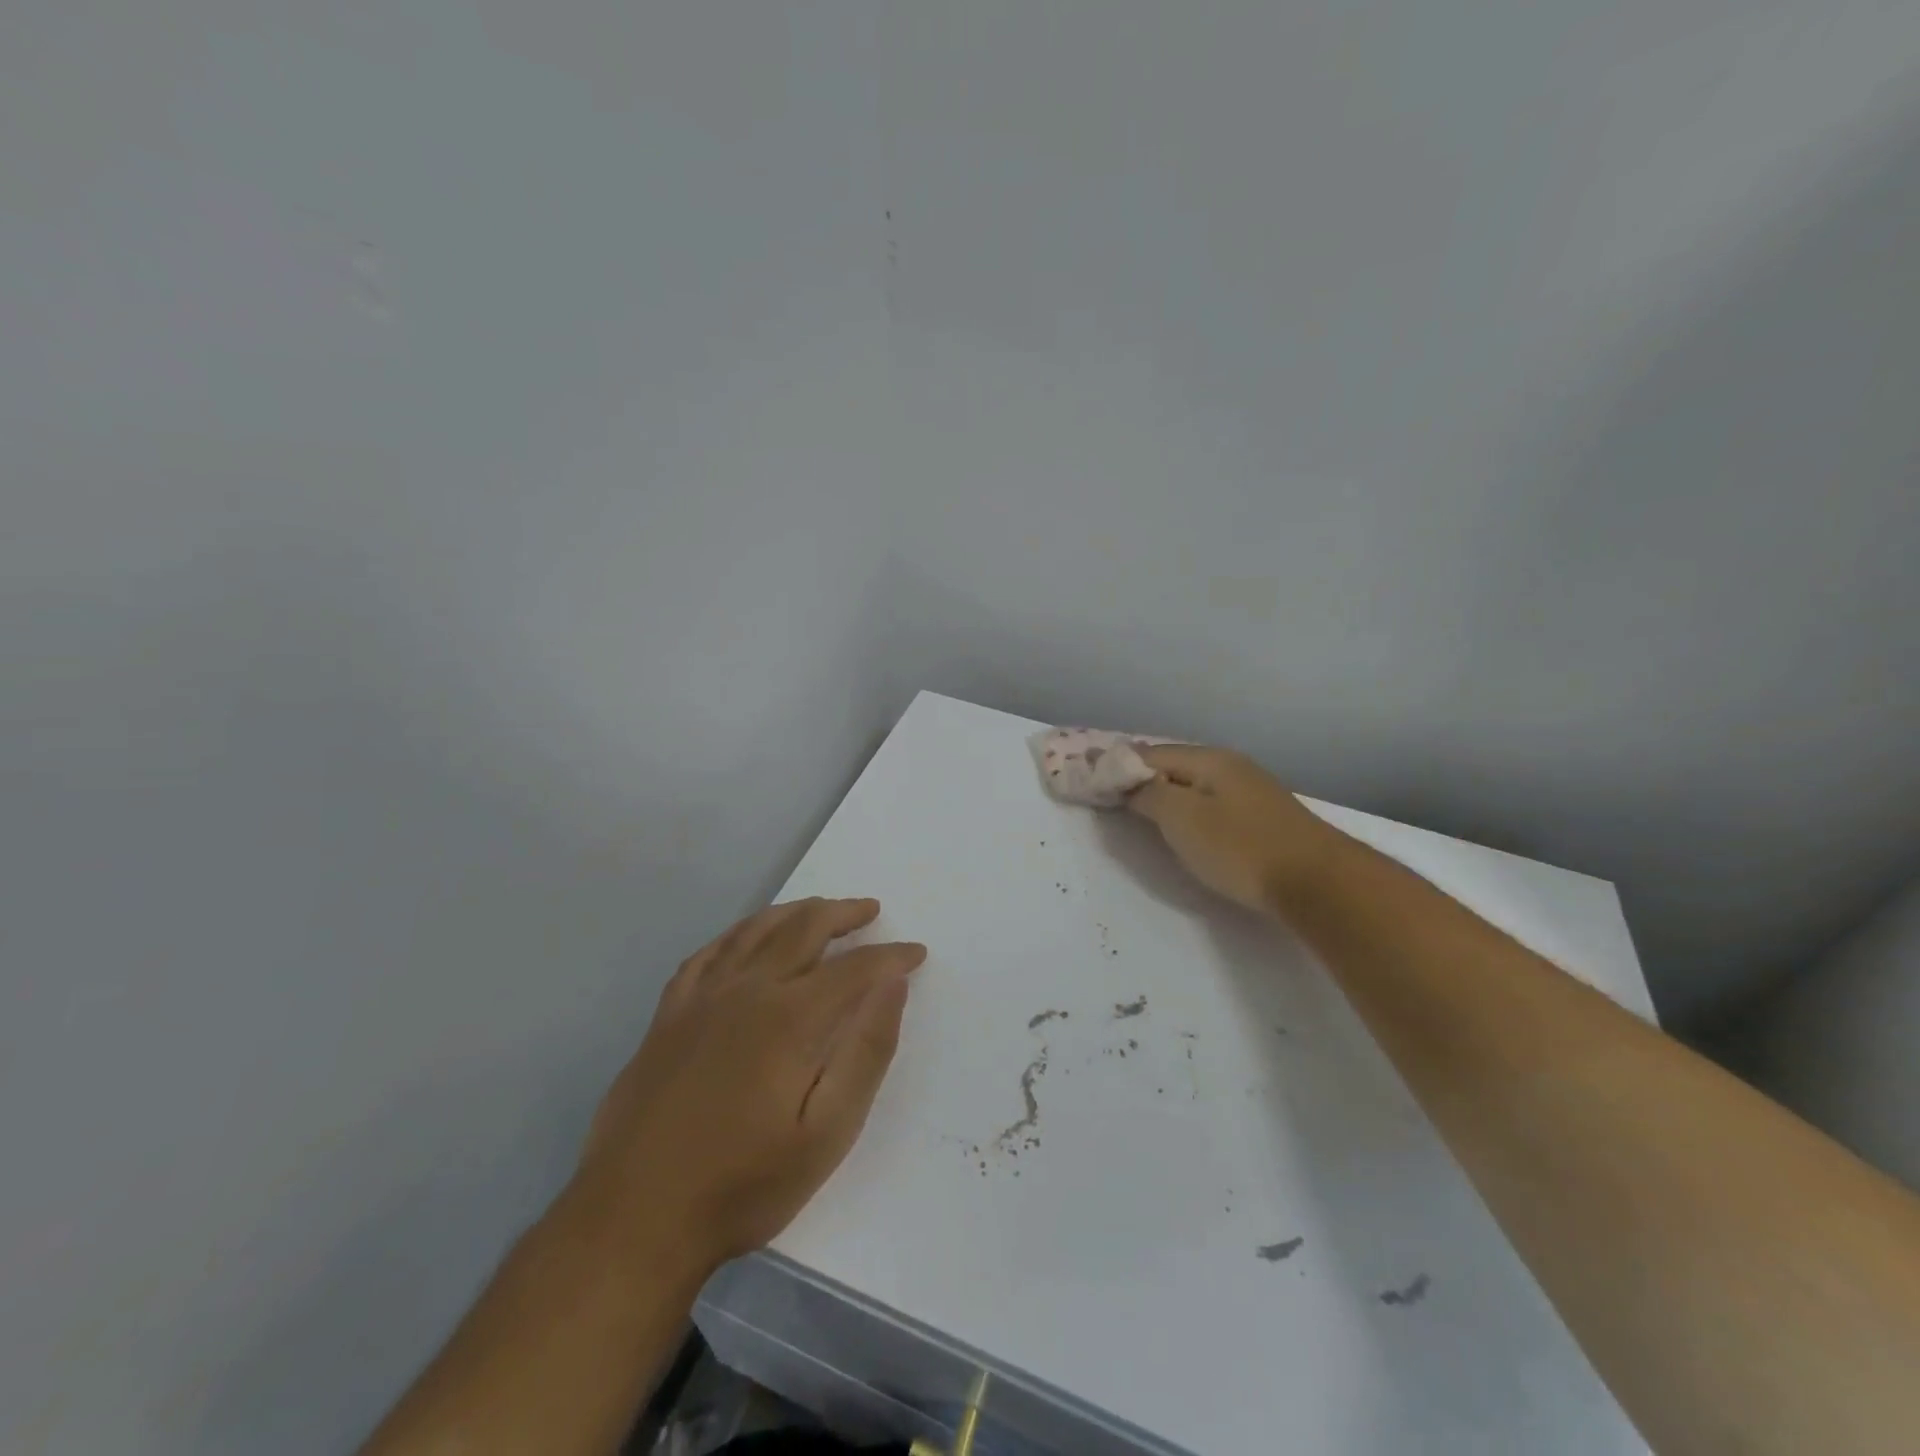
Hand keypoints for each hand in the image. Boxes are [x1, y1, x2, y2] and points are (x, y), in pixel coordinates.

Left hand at [578, 898, 924, 1273]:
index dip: (890, 956)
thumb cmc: (742, 1184)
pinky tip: (748, 937)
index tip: (916, 953)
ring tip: (819, 909)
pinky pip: (709, 952)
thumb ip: (866, 1053)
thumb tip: (892, 986)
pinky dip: (738, 933)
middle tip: (870, 910)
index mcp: (789, 1018)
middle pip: (803, 929)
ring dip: (795, 912)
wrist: (633, 1220)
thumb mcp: (826, 1134)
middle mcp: (746, 990)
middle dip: (843, 914)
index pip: (854, 968)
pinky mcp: (668, 1015)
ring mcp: (701, 999)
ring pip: (755, 930)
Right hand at [1126, 745, 1334, 913]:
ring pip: (1193, 784)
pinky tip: (1185, 824)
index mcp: (1208, 759)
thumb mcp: (1182, 819)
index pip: (1149, 754)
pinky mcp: (1262, 816)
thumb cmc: (1240, 847)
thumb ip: (1150, 795)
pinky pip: (1211, 802)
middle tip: (1110, 794)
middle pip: (1172, 765)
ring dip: (1165, 792)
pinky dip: (1188, 807)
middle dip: (1140, 777)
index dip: (1117, 766)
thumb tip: (1131, 784)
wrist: (1318, 881)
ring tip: (1140, 808)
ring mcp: (1250, 789)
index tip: (1090, 779)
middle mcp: (1230, 765)